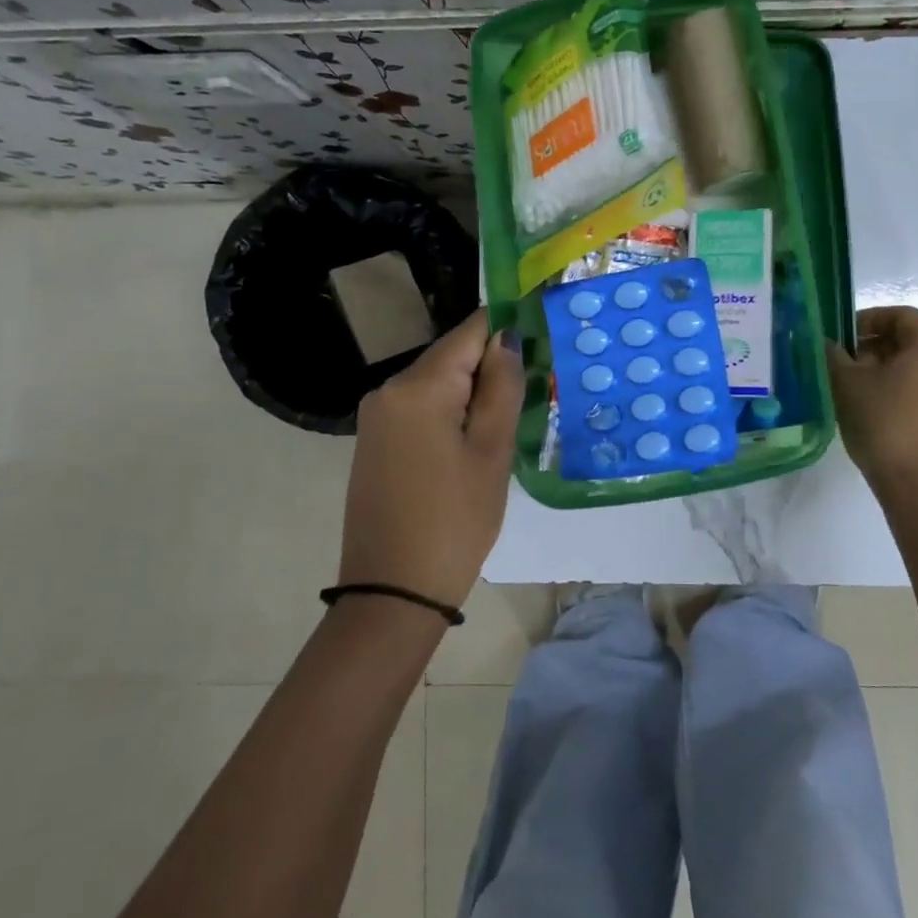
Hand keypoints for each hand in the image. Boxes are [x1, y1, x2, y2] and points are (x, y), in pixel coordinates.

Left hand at [340, 310, 523, 608]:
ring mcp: (377, 416)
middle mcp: (389, 389)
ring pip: (438, 383)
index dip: (507, 327)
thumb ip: (502, 386)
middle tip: (534, 393)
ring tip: (510, 422)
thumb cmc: (455, 520)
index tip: (542, 335)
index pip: (470, 331)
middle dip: (491, 367)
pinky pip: (421, 408)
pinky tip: (474, 442)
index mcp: (419, 387)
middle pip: (452, 357)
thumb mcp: (491, 452)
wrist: (393, 591)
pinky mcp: (375, 440)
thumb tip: (507, 338)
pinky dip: (451, 412)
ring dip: (474, 393)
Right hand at [826, 306, 917, 497]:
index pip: (901, 315)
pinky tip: (872, 415)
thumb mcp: (847, 385)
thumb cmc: (885, 424)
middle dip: (871, 346)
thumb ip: (834, 356)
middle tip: (840, 363)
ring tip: (851, 391)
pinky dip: (896, 394)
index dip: (868, 318)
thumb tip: (828, 343)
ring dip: (881, 372)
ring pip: (914, 370)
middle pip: (909, 342)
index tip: (841, 336)